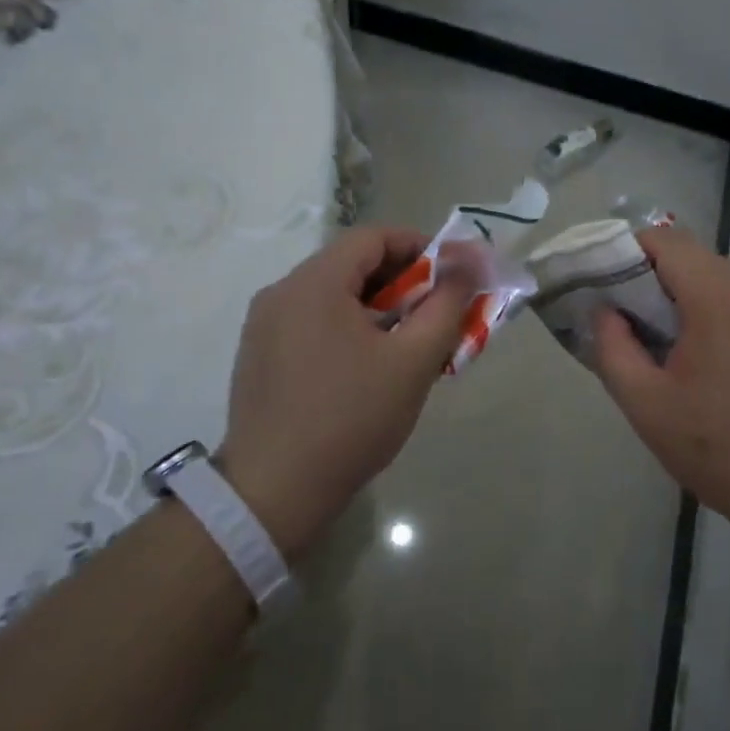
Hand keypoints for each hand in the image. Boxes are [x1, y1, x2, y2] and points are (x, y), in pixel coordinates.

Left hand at [216, 226, 476, 559]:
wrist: (274, 493)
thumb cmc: (351, 419)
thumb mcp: (413, 360)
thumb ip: (447, 303)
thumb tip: (469, 260)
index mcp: (314, 283)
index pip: (375, 237)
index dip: (421, 247)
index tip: (452, 277)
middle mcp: (281, 292)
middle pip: (352, 264)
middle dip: (404, 281)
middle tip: (438, 314)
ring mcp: (264, 325)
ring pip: (333, 295)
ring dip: (378, 307)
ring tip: (410, 342)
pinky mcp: (259, 355)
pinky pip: (313, 322)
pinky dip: (349, 327)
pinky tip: (370, 366)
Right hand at [592, 226, 729, 522]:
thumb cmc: (717, 448)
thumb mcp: (645, 405)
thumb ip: (613, 348)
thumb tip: (605, 312)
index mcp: (717, 300)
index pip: (668, 241)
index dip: (629, 251)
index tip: (606, 284)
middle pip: (696, 257)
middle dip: (655, 274)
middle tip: (629, 316)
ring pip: (722, 280)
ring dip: (687, 295)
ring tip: (666, 340)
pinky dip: (716, 313)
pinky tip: (708, 360)